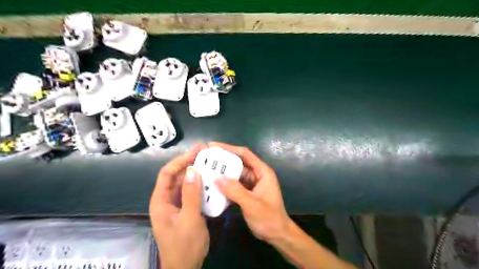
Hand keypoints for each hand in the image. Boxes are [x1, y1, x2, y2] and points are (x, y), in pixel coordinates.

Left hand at [149, 146, 209, 268]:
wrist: (186, 268)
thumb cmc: (184, 245)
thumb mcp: (189, 219)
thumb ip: (191, 194)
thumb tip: (192, 169)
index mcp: (161, 200)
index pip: (167, 173)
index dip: (180, 160)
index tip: (195, 152)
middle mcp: (167, 199)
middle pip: (177, 176)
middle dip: (190, 164)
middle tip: (207, 154)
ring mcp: (177, 204)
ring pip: (186, 184)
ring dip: (197, 174)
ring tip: (211, 164)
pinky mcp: (186, 209)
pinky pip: (192, 193)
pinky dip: (201, 186)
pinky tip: (211, 181)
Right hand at [213, 143, 293, 243]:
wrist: (277, 235)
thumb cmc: (269, 218)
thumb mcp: (252, 204)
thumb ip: (235, 191)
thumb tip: (216, 177)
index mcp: (262, 172)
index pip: (245, 154)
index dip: (229, 148)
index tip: (213, 146)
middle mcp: (257, 174)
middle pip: (238, 163)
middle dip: (223, 160)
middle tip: (205, 158)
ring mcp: (252, 183)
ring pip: (235, 174)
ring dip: (222, 173)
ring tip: (206, 170)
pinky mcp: (247, 192)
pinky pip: (234, 185)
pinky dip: (225, 184)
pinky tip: (213, 185)